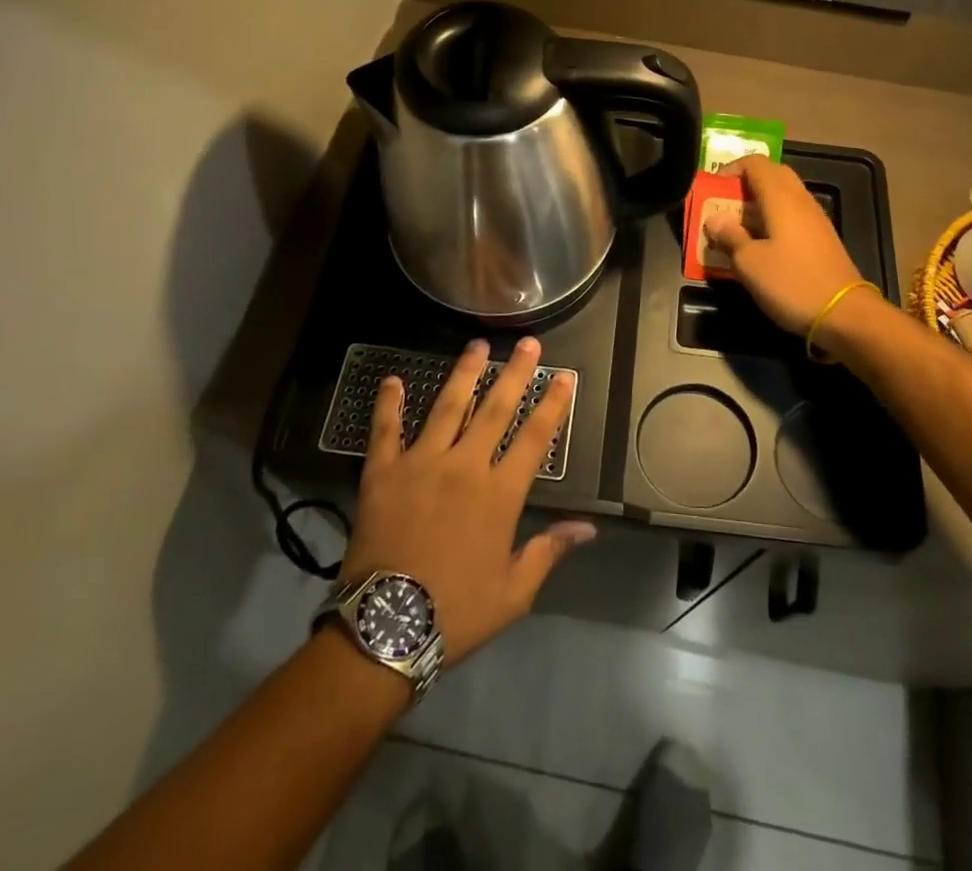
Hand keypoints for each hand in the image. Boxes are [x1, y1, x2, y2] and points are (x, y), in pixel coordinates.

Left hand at [338, 338, 595, 664]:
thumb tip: (588, 527)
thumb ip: (548, 551)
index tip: (564, 376)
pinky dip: (389, 404)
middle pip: (496, 409)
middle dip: (515, 373)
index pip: (535, 438)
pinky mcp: (383, 472)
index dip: (552, 404)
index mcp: (500, 494)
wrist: (385, 629)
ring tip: (477, 344)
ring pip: (448, 406)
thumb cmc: (456, 612)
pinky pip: (386, 430)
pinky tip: (393, 379)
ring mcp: (421, 463)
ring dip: (465, 373)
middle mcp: (465, 466)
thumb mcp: (513, 592)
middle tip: (528, 343)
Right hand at [704, 155, 864, 333]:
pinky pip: (793, 214)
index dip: (732, 169)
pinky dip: (774, 218)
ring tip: (738, 226)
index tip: (713, 189)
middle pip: (772, 174)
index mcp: (780, 198)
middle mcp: (800, 200)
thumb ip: (730, 236)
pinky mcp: (823, 238)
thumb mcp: (749, 263)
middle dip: (746, 183)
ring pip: (784, 195)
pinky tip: (763, 243)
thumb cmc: (791, 283)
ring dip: (759, 202)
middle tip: (724, 205)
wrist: (844, 314)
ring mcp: (815, 218)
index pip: (755, 163)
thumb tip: (715, 219)